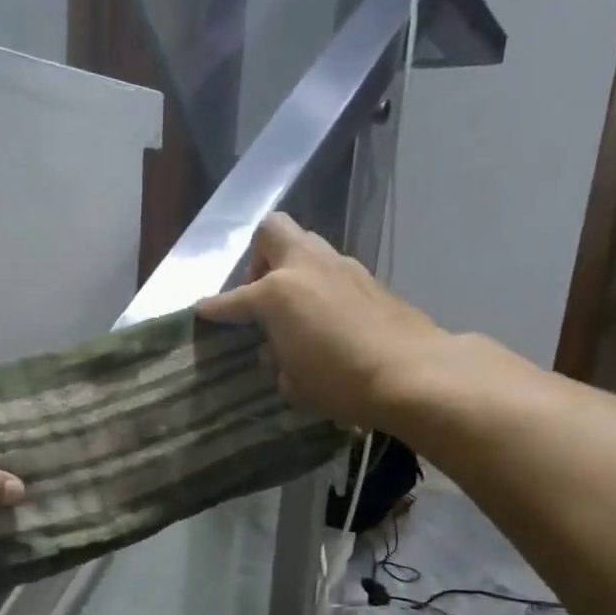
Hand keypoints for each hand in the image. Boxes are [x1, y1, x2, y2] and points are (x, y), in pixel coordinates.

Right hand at [197, 212, 445, 431]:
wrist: (413, 373)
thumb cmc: (340, 381)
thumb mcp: (294, 382)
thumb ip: (277, 359)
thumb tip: (276, 350)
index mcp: (277, 292)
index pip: (233, 299)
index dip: (215, 309)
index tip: (203, 312)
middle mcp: (306, 267)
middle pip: (272, 232)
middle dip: (259, 257)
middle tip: (260, 294)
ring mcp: (342, 267)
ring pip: (307, 246)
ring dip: (293, 268)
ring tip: (294, 308)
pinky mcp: (370, 279)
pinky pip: (332, 270)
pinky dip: (321, 286)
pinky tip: (327, 318)